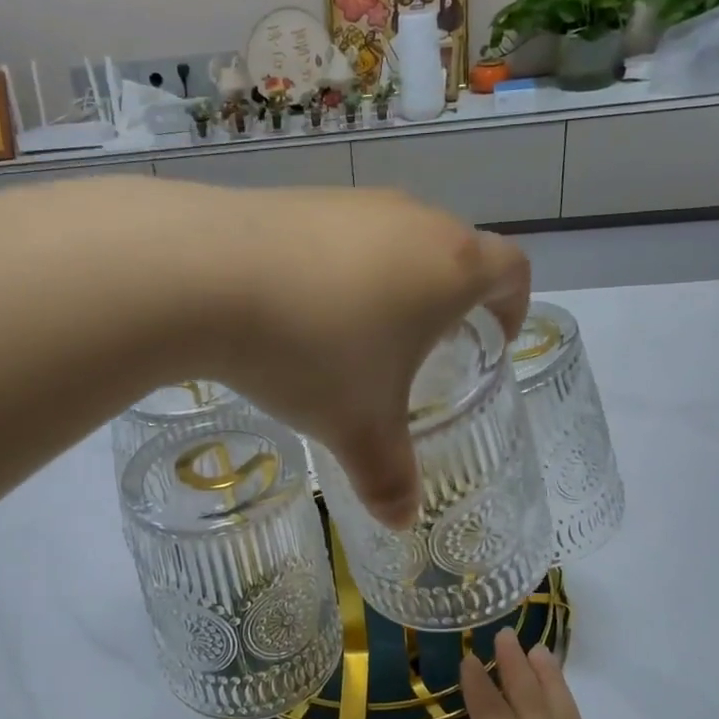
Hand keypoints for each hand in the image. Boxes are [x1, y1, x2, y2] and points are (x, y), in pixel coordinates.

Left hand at [207, 187, 529, 527]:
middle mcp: (410, 219)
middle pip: (451, 251)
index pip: (511, 270)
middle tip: (424, 349)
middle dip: (448, 299)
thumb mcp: (358, 429)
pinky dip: (334, 267)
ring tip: (355, 332)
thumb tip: (401, 520)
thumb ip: (388, 478)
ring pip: (391, 240)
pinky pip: (336, 234)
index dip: (513, 305)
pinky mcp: (296, 198)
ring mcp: (349, 201)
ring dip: (389, 282)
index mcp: (449, 267)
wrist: (205, 275)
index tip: (494, 339)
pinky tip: (295, 306)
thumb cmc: (312, 352)